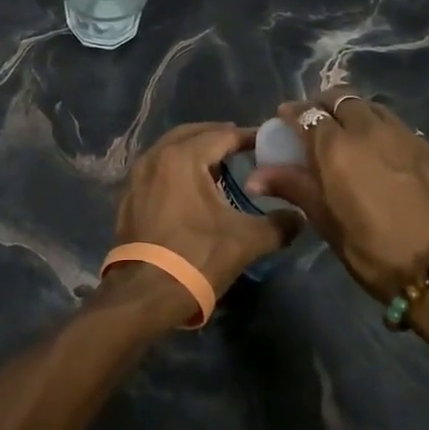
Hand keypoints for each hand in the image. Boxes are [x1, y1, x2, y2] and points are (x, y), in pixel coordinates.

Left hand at [115, 122, 301, 299]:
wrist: (145, 294)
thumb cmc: (197, 257)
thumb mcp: (246, 241)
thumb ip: (279, 224)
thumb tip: (299, 216)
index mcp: (183, 157)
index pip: (221, 135)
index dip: (246, 137)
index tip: (266, 142)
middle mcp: (155, 157)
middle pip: (191, 135)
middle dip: (217, 137)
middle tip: (242, 146)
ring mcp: (137, 177)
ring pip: (170, 151)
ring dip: (194, 152)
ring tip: (220, 166)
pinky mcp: (129, 197)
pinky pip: (157, 170)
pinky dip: (176, 169)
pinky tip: (191, 189)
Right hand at [243, 92, 428, 302]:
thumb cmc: (371, 249)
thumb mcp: (325, 221)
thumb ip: (293, 187)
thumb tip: (254, 177)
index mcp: (335, 146)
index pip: (306, 113)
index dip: (292, 114)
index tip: (285, 121)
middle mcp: (368, 129)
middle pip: (340, 98)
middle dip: (324, 105)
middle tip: (317, 125)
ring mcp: (403, 134)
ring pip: (371, 106)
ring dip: (354, 112)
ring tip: (350, 134)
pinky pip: (397, 125)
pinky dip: (381, 129)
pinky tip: (382, 154)